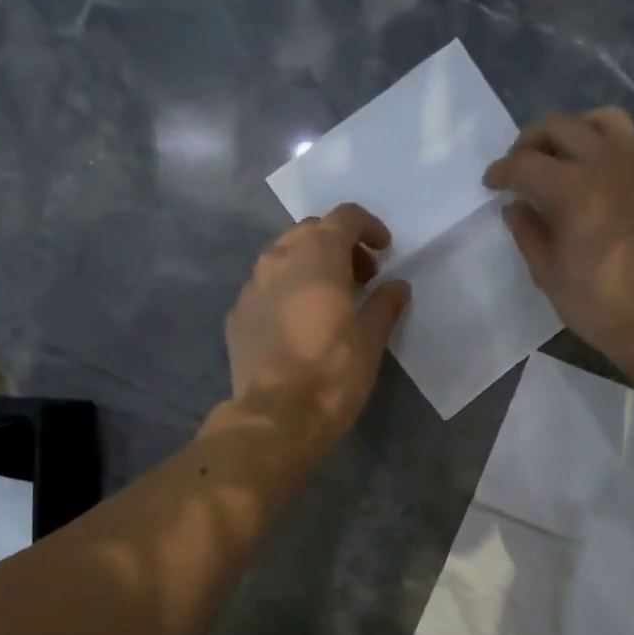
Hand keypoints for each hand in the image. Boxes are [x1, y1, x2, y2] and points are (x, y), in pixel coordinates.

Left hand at [225, 203, 410, 444]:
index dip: (369, 227)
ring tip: (330, 300)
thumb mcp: (371, 338)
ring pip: (283, 257)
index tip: (384, 251)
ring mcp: (251, 286)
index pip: (345, 217)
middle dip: (339, 245)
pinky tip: (299, 323)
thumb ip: (385, 303)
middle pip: (311, 232)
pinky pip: (265, 288)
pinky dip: (287, 292)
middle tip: (361, 277)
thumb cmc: (333, 372)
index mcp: (317, 255)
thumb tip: (396, 286)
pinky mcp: (237, 315)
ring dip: (310, 266)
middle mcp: (278, 258)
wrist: (276, 417)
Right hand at [486, 107, 633, 387]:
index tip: (491, 184)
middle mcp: (606, 163)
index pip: (524, 164)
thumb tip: (515, 207)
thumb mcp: (550, 276)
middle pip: (559, 126)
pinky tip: (602, 173)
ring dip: (573, 132)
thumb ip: (528, 234)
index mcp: (572, 190)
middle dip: (530, 143)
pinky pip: (633, 139)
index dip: (501, 171)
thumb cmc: (601, 306)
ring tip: (563, 158)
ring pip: (601, 119)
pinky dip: (610, 145)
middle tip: (520, 167)